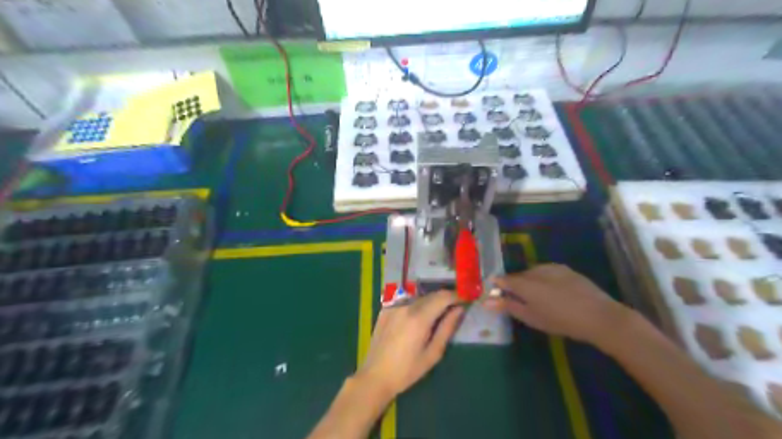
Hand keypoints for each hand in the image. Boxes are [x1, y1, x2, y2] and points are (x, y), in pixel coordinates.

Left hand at [357, 291, 462, 396]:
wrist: (375, 375)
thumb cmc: (407, 370)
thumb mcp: (433, 353)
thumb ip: (447, 328)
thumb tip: (459, 310)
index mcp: (419, 318)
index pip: (443, 297)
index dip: (456, 296)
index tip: (465, 299)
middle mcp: (406, 306)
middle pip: (431, 295)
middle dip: (445, 298)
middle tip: (454, 308)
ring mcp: (393, 305)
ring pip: (419, 297)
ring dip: (431, 301)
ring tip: (437, 314)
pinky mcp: (385, 309)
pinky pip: (406, 301)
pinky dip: (416, 305)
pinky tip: (417, 317)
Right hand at [487, 264, 627, 346]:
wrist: (599, 316)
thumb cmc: (561, 320)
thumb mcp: (531, 317)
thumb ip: (508, 306)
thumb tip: (486, 301)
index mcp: (525, 283)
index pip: (503, 280)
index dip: (498, 286)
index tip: (496, 295)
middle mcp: (535, 270)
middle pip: (518, 276)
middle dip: (516, 286)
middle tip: (520, 301)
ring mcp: (552, 267)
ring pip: (533, 272)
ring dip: (530, 282)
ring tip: (538, 298)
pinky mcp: (565, 269)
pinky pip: (547, 272)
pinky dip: (544, 280)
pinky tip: (553, 292)